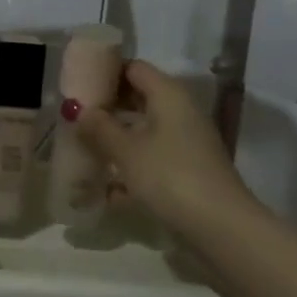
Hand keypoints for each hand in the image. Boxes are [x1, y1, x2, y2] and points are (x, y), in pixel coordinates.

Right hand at [68, 60, 263, 237]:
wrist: (220, 228)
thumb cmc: (169, 176)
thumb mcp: (126, 151)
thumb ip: (100, 128)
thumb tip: (80, 111)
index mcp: (168, 95)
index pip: (134, 68)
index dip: (106, 71)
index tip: (79, 84)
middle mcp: (181, 112)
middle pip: (139, 98)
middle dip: (108, 107)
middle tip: (76, 117)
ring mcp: (187, 142)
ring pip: (144, 130)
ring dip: (117, 138)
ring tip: (84, 148)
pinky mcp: (188, 170)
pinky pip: (152, 157)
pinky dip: (131, 164)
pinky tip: (106, 186)